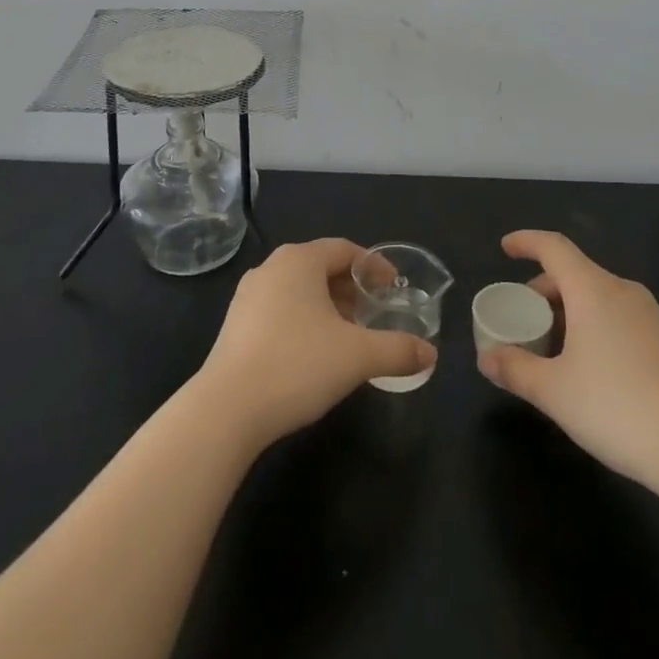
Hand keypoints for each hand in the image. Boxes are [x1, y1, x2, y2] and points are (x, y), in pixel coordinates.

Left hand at [196, 238, 437, 450]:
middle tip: (375, 313)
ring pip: (299, 289)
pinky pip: (279, 309)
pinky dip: (304, 320)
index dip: (374, 266)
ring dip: (328, 306)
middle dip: (351, 288)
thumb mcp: (357, 357)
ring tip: (348, 335)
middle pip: (321, 267)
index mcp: (299, 260)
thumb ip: (398, 350)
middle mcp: (272, 267)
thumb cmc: (297, 366)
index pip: (345, 249)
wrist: (227, 409)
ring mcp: (248, 295)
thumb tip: (431, 354)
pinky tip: (314, 353)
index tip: (394, 288)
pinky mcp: (235, 324)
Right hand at [477, 230, 658, 498]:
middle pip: (575, 272)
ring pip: (598, 296)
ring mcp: (651, 315)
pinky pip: (619, 316)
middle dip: (544, 289)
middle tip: (523, 319)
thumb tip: (486, 358)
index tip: (505, 249)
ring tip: (553, 348)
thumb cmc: (618, 408)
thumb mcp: (555, 392)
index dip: (526, 241)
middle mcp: (623, 291)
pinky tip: (590, 366)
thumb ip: (515, 369)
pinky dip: (594, 324)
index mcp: (593, 290)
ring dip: (569, 310)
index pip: (554, 247)